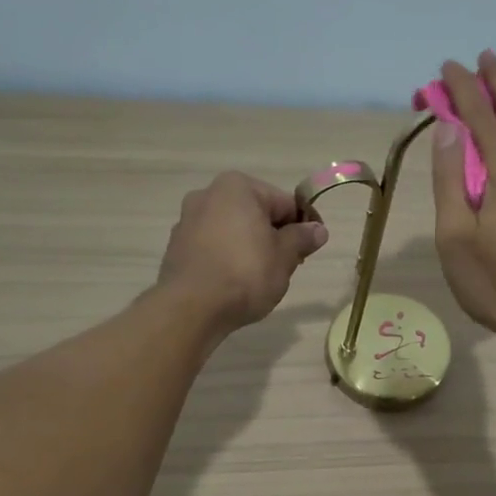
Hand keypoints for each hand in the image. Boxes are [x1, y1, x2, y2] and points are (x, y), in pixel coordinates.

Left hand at [157, 172, 327, 331]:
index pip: (284, 203)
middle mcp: (207, 194)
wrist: (192, 308)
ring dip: (250, 247)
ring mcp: (187, 221)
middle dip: (274, 237)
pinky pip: (213, 247)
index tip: (311, 249)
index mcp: (237, 187)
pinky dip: (227, 259)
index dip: (303, 226)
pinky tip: (235, 283)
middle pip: (256, 214)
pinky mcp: (176, 247)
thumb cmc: (245, 273)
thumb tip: (318, 229)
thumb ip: (302, 238)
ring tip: (261, 278)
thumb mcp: (284, 256)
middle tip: (288, 266)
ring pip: (233, 231)